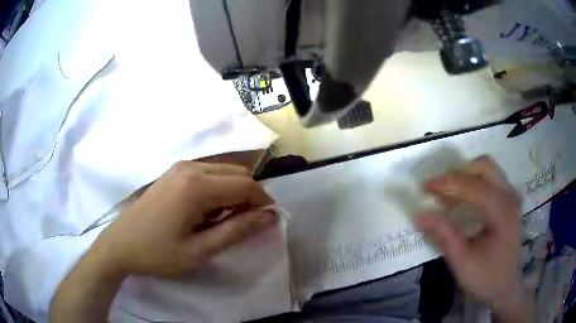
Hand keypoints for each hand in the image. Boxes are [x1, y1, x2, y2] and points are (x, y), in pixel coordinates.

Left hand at [91, 161, 276, 276]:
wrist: (120, 244)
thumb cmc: (158, 253)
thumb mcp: (200, 250)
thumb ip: (237, 231)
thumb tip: (269, 217)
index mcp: (197, 186)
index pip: (246, 185)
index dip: (263, 202)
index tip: (267, 221)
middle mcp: (191, 167)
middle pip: (237, 173)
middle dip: (248, 197)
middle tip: (242, 225)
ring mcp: (180, 167)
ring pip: (223, 172)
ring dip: (232, 193)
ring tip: (221, 221)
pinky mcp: (173, 172)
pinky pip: (208, 173)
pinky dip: (217, 189)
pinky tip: (205, 211)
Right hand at [416, 157, 534, 321]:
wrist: (505, 285)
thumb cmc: (485, 276)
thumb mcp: (462, 261)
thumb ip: (444, 235)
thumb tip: (420, 214)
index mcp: (502, 212)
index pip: (473, 186)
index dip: (447, 184)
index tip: (425, 187)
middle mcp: (510, 196)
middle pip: (484, 167)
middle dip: (458, 174)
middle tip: (440, 190)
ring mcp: (512, 196)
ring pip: (488, 169)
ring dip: (467, 176)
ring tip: (451, 195)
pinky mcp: (510, 199)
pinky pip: (492, 179)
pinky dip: (476, 181)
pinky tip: (466, 200)